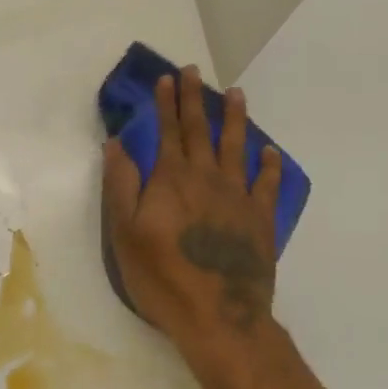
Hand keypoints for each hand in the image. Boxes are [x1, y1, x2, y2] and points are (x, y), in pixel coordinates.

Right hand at [102, 66, 282, 376]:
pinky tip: (270, 152)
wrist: (218, 316)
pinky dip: (269, 166)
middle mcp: (207, 178)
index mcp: (172, 179)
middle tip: (195, 72)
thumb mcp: (125, 232)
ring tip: (236, 94)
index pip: (168, 131)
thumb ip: (121, 184)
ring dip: (235, 119)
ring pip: (236, 148)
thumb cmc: (162, 276)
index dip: (166, 104)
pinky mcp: (260, 219)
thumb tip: (116, 144)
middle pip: (200, 130)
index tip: (167, 78)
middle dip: (195, 99)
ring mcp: (238, 197)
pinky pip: (267, 184)